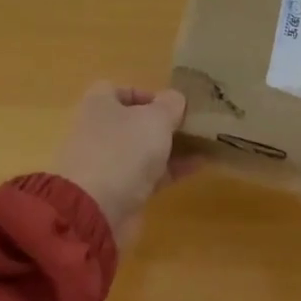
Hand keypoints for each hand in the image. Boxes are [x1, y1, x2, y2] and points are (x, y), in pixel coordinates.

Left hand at [52, 82, 190, 246]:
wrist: (96, 211)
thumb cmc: (123, 149)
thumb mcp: (155, 118)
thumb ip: (170, 104)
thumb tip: (175, 98)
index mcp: (99, 104)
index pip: (119, 89)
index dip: (145, 93)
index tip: (171, 103)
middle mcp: (100, 130)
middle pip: (134, 121)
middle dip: (163, 122)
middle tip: (192, 123)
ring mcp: (108, 163)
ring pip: (144, 149)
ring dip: (171, 146)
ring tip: (205, 143)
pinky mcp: (119, 191)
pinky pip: (150, 174)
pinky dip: (172, 169)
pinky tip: (200, 165)